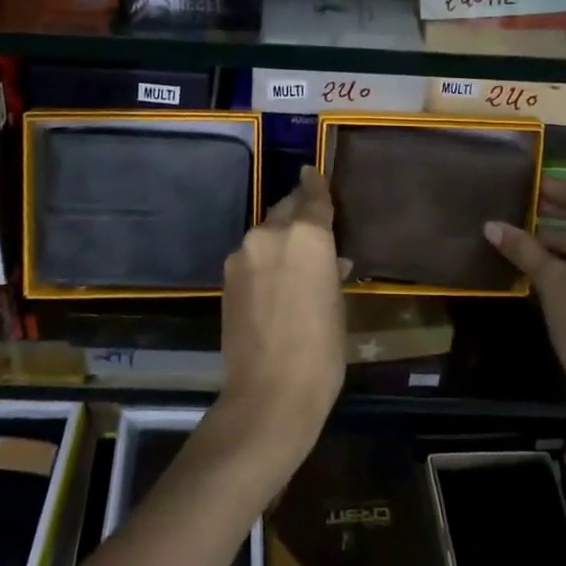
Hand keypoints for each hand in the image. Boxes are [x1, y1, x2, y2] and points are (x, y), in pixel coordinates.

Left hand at [208, 168, 346, 489]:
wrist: (269, 393)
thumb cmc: (322, 350)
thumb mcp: (338, 305)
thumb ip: (330, 271)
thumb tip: (330, 260)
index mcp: (307, 235)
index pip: (313, 196)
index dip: (315, 184)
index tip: (312, 172)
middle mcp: (270, 233)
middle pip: (286, 209)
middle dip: (298, 213)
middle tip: (312, 228)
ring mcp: (243, 254)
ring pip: (265, 233)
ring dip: (279, 240)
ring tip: (294, 264)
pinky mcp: (227, 277)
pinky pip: (251, 256)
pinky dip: (264, 260)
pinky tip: (275, 284)